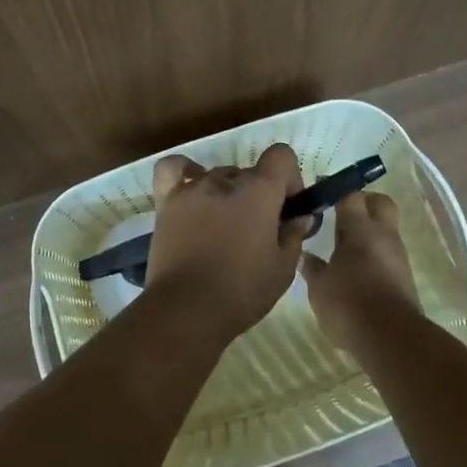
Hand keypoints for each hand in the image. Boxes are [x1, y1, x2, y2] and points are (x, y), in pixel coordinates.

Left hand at [143, 142, 309, 343]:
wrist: (186, 310)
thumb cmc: (241, 291)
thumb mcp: (283, 268)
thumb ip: (295, 235)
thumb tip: (300, 216)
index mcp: (259, 191)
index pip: (281, 156)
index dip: (290, 178)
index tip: (288, 208)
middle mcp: (225, 180)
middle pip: (250, 173)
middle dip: (260, 195)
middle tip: (259, 230)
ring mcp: (192, 189)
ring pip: (218, 176)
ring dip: (229, 193)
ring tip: (225, 226)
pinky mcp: (166, 202)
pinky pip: (173, 170)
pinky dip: (185, 172)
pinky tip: (192, 188)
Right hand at [299, 190, 419, 352]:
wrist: (390, 338)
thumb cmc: (348, 303)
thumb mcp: (319, 287)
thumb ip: (312, 267)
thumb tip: (306, 255)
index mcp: (360, 229)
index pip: (350, 195)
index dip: (335, 190)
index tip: (320, 190)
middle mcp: (383, 235)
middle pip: (380, 203)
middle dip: (364, 201)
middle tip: (341, 212)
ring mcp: (398, 256)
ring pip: (386, 230)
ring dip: (369, 232)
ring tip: (344, 246)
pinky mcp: (404, 277)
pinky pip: (388, 254)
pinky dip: (374, 254)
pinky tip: (357, 269)